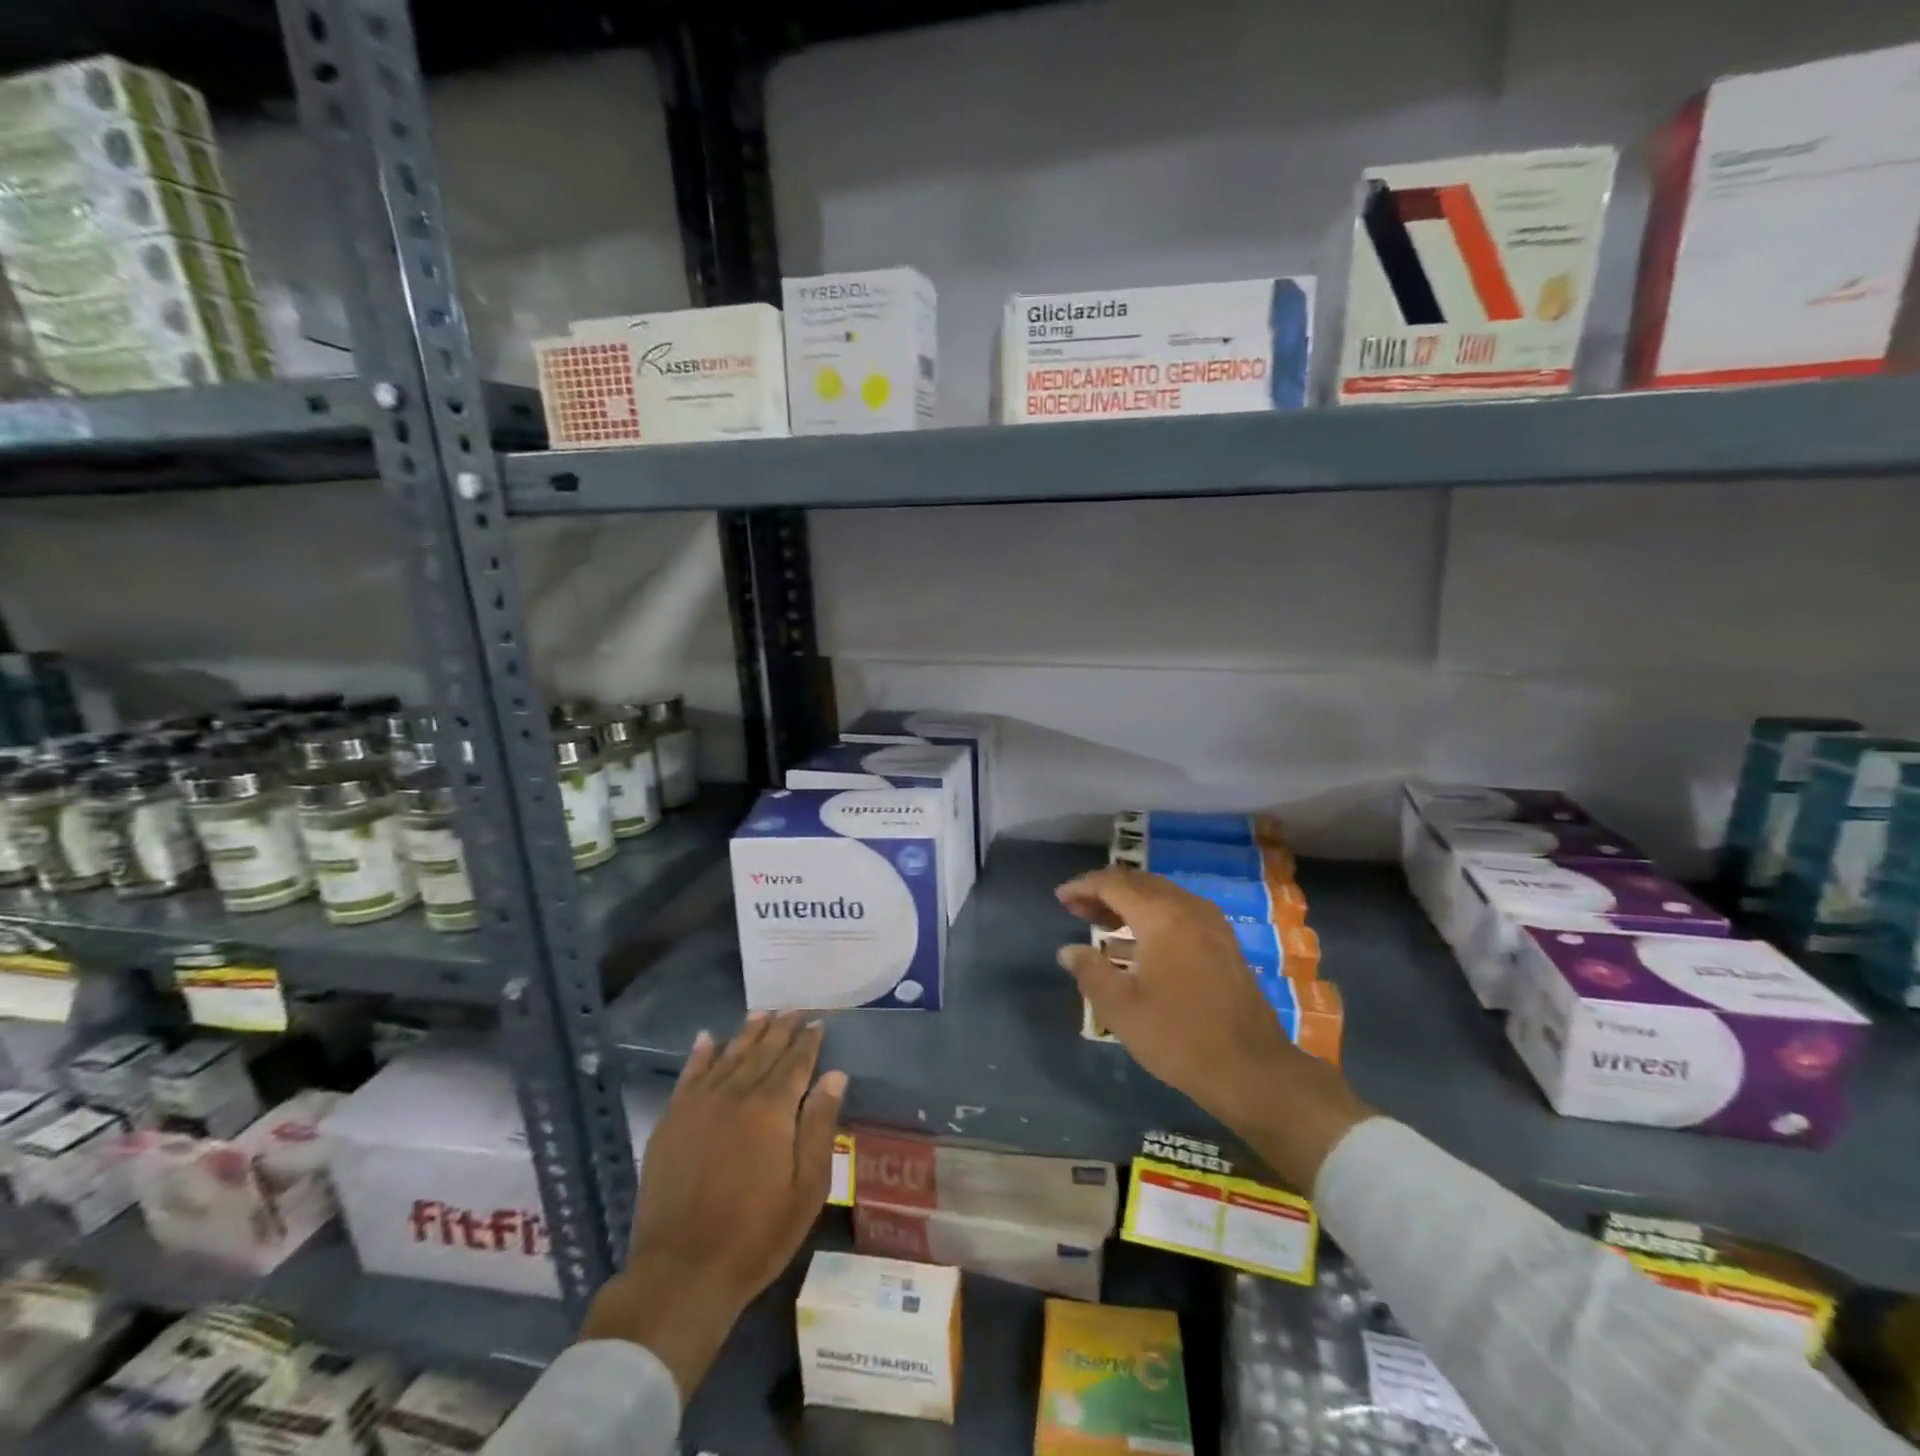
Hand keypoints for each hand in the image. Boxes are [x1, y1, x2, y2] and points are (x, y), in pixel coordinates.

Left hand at [580, 1012, 846, 1396]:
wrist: (682, 1272)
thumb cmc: (756, 1235)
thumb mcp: (807, 1188)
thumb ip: (820, 1125)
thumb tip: (835, 1075)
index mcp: (772, 1110)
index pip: (796, 1063)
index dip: (808, 1041)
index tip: (818, 1023)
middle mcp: (736, 1095)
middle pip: (763, 1052)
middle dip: (781, 1028)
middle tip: (794, 1009)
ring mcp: (699, 1106)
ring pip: (728, 1055)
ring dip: (747, 1033)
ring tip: (761, 1013)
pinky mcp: (671, 1121)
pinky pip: (689, 1075)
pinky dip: (701, 1053)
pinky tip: (708, 1038)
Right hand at [1056, 866, 1371, 1192]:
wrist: (1251, 1069)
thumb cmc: (1177, 1035)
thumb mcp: (1120, 1007)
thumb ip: (1090, 971)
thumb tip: (1068, 950)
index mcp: (1161, 915)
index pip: (1114, 883)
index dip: (1083, 886)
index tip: (1060, 897)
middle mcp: (1188, 908)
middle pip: (1139, 884)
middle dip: (1104, 892)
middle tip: (1075, 908)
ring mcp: (1211, 925)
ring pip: (1161, 898)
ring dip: (1128, 904)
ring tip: (1098, 923)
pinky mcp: (1223, 944)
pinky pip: (1179, 914)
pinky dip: (1151, 918)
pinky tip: (1134, 945)